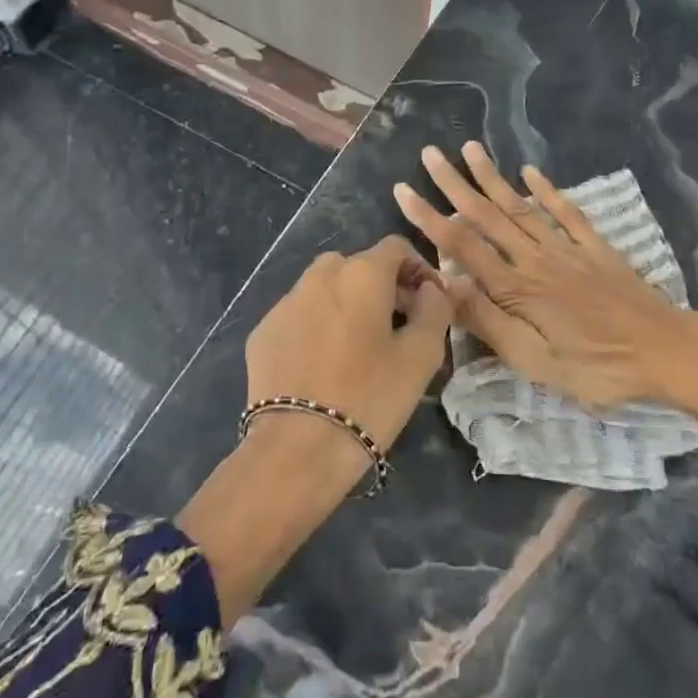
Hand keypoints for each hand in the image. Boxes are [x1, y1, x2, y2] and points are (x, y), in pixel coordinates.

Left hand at [178, 237, 451, 622]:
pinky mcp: (263, 331)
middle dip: (382, 287)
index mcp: (362, 273)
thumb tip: (431, 289)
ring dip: (347, 305)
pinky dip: (316, 327)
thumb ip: (435, 310)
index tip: (428, 303)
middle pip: (359, 266)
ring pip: (325, 289)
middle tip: (397, 327)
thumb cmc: (369, 398)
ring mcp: (286, 302)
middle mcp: (320, 275)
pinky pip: (299, 316)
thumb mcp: (421, 357)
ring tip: (358, 348)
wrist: (295, 450)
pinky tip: (323, 365)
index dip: (418, 269)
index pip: (396, 248)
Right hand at [394, 143, 697, 425]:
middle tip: (429, 154)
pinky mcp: (595, 247)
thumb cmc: (597, 368)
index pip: (461, 246)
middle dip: (454, 184)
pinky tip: (530, 171)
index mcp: (516, 289)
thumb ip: (489, 322)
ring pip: (520, 206)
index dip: (429, 217)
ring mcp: (567, 248)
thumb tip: (445, 285)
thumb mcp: (536, 362)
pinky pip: (566, 211)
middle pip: (487, 215)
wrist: (665, 352)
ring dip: (492, 177)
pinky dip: (546, 189)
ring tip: (469, 148)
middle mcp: (535, 258)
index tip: (403, 190)